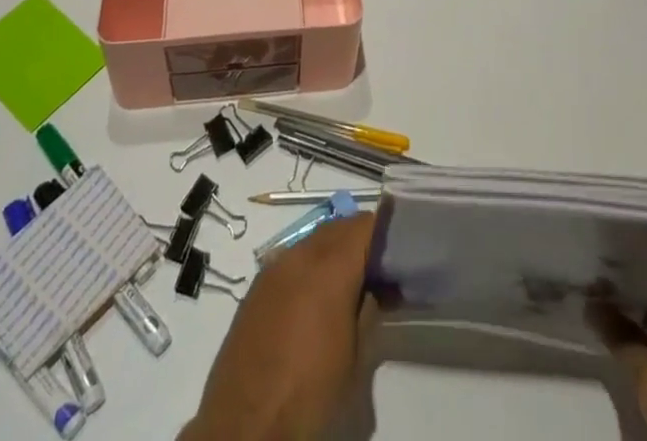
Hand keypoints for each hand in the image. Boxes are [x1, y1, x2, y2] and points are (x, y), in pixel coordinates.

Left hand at [182, 213, 375, 440]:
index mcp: (329, 266)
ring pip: (315, 241)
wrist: (244, 426)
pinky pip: (293, 260)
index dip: (388, 234)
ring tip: (351, 291)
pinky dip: (312, 268)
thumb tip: (377, 286)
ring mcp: (274, 267)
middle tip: (382, 276)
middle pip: (340, 228)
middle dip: (364, 243)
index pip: (366, 225)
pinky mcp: (257, 287)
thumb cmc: (309, 394)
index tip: (402, 257)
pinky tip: (316, 304)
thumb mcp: (355, 358)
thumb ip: (368, 308)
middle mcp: (301, 254)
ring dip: (337, 254)